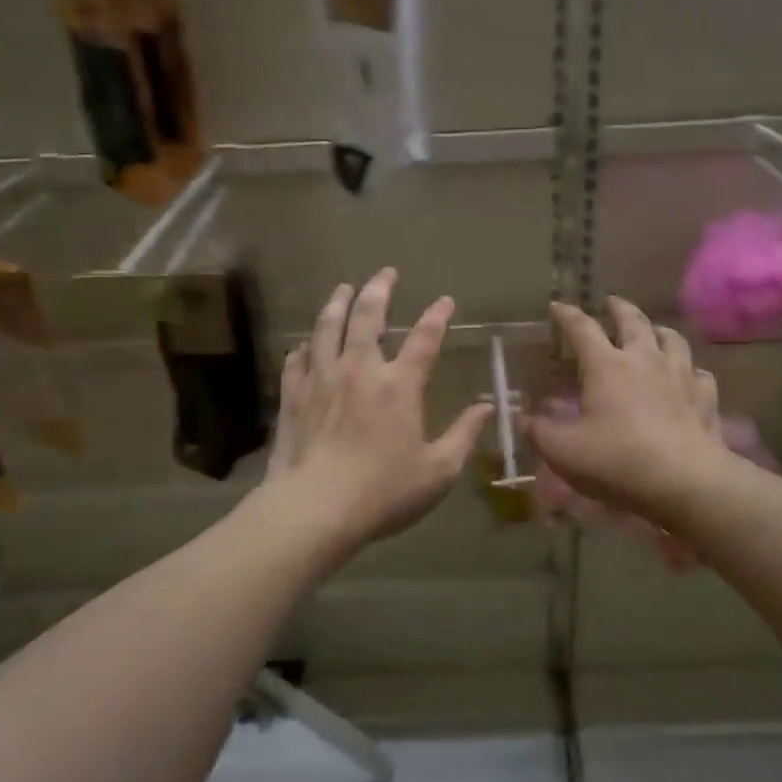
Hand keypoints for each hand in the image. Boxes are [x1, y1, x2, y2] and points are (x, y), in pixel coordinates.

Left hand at [265, 269, 494, 549]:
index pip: (425, 338)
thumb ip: (464, 435)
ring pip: (327, 328)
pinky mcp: (293, 396)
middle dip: (379, 289)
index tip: (445, 300)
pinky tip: (304, 345)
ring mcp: (321, 379)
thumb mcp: (438, 471)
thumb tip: (488, 407)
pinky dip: (303, 348)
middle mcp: (359, 370)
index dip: (438, 315)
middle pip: (367, 316)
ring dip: (337, 303)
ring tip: (342, 288)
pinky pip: (297, 361)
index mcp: (399, 385)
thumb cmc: (384, 492)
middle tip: (385, 273)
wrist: (315, 508)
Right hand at [527, 297, 726, 527]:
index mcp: (607, 366)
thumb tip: (525, 419)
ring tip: (654, 331)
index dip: (567, 316)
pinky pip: (699, 374)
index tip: (558, 307)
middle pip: (633, 321)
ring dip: (659, 331)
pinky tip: (688, 377)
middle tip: (611, 302)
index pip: (582, 329)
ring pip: (673, 340)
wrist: (685, 482)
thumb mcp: (563, 451)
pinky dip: (690, 371)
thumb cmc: (617, 461)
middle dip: (619, 308)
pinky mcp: (705, 398)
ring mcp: (680, 376)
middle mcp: (645, 360)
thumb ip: (539, 432)